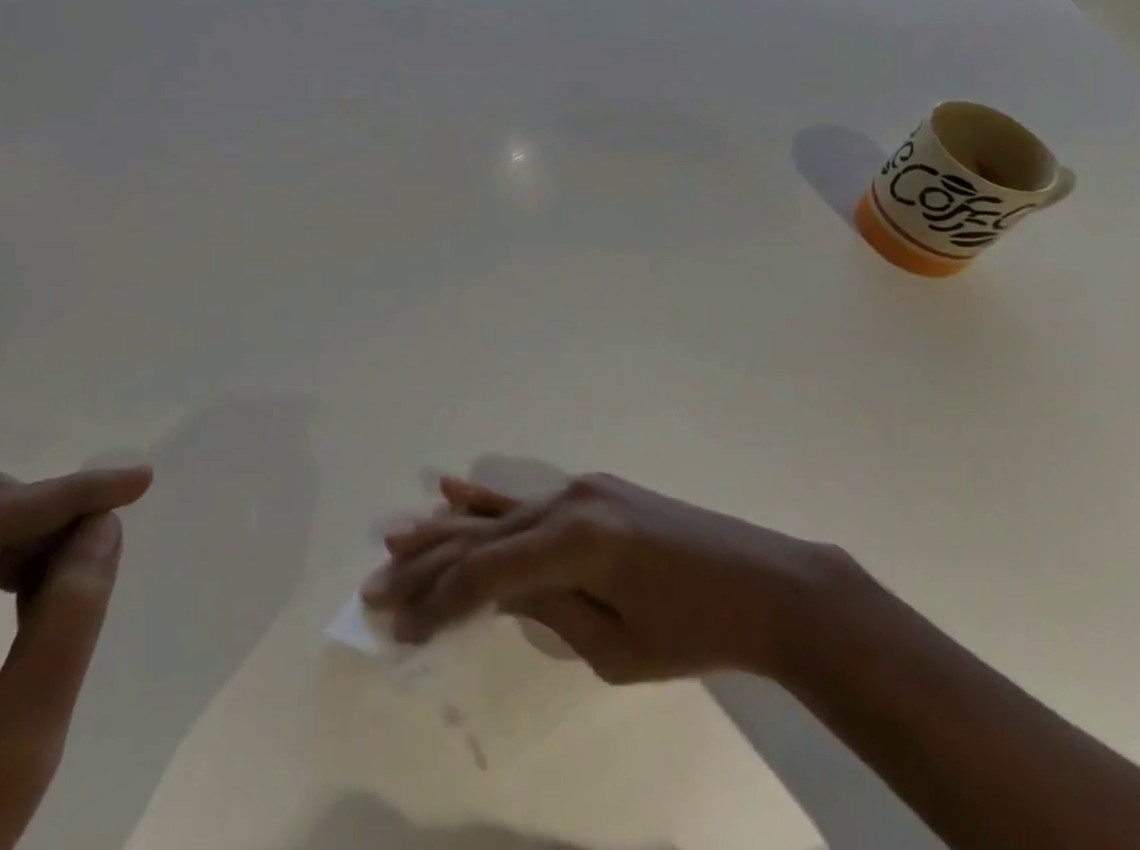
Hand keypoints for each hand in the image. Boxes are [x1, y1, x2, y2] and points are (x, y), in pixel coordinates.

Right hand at [362, 472, 840, 683]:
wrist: (765, 585)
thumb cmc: (696, 634)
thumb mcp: (616, 649)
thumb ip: (547, 613)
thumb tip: (493, 595)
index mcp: (575, 544)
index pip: (487, 575)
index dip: (438, 603)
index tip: (396, 627)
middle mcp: (568, 502)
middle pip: (482, 539)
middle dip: (427, 566)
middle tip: (374, 585)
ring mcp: (580, 489)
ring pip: (499, 515)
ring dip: (446, 532)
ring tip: (393, 540)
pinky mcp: (593, 490)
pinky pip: (529, 498)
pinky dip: (488, 500)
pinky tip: (449, 490)